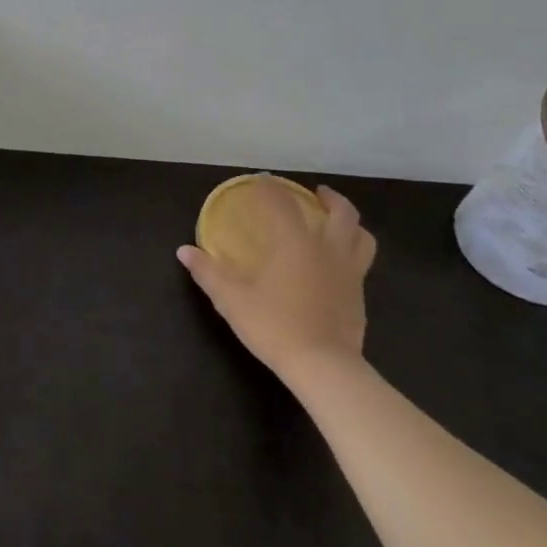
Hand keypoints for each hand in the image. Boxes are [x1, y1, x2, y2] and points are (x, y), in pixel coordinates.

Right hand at [177, 182, 375, 382]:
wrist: (323, 366)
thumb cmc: (274, 325)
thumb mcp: (231, 299)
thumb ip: (208, 272)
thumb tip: (184, 251)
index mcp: (295, 243)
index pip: (283, 204)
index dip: (270, 189)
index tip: (260, 180)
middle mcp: (328, 250)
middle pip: (341, 213)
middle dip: (330, 198)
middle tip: (316, 193)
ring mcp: (349, 273)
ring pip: (362, 236)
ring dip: (350, 222)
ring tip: (336, 222)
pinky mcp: (359, 296)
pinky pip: (361, 262)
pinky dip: (352, 251)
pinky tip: (336, 263)